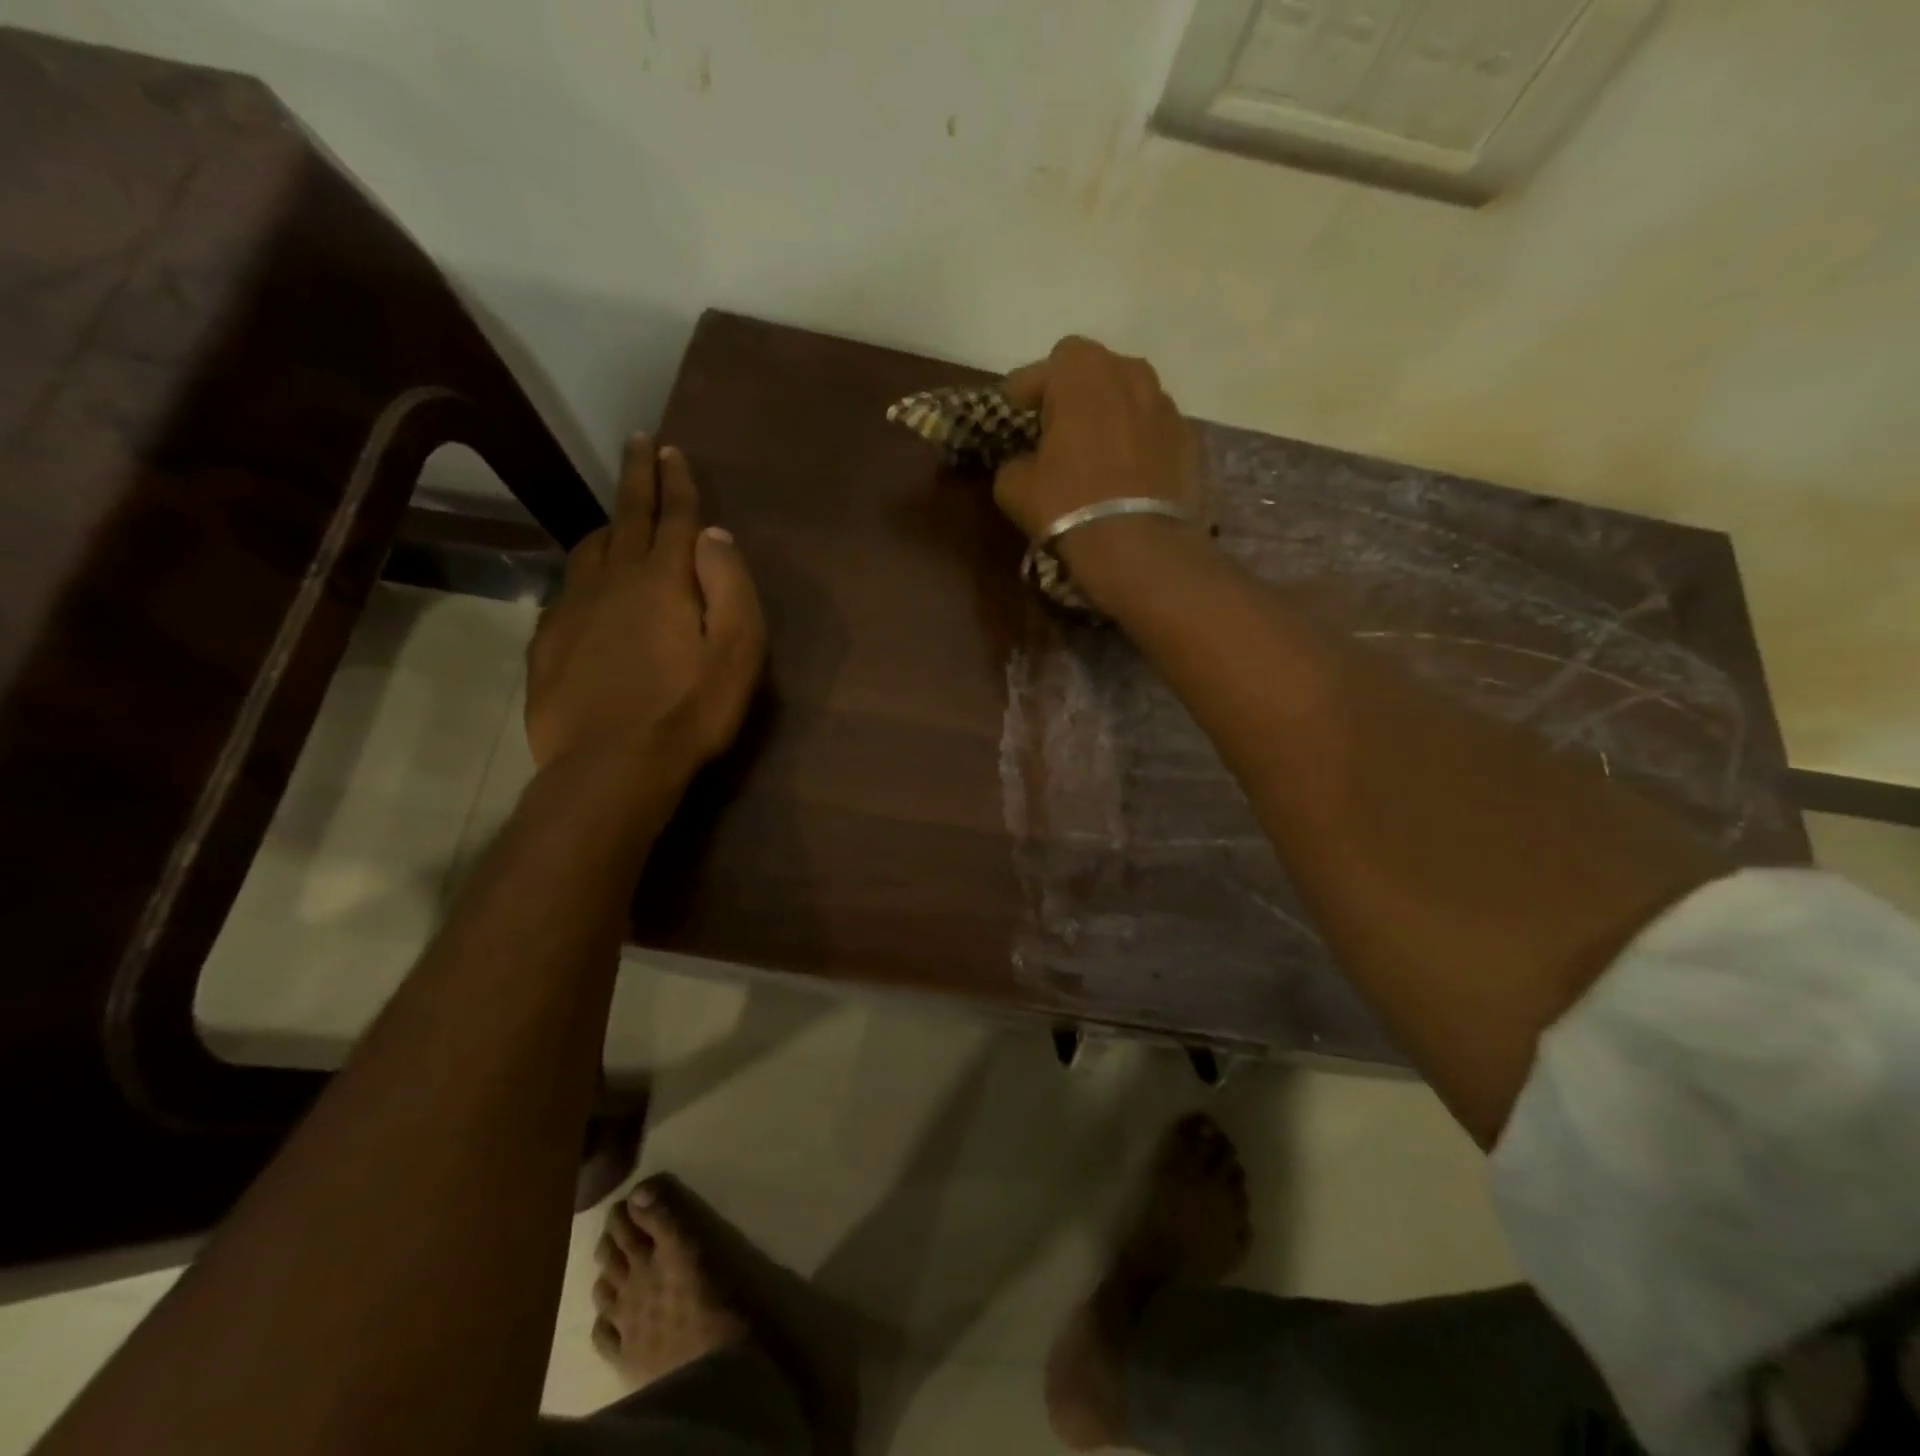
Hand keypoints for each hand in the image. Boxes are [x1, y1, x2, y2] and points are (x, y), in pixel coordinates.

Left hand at [526, 436, 765, 800]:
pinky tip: (589, 586)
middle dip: (636, 476)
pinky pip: (567, 588)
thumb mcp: (738, 652)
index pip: (673, 515)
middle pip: (626, 515)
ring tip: (618, 515)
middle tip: (638, 442)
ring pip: (591, 548)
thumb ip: (730, 587)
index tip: (671, 449)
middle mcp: (614, 579)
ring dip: (609, 523)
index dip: (675, 480)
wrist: (612, 765)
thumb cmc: (689, 710)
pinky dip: (584, 572)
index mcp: (664, 578)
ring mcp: (574, 607)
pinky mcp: (549, 640)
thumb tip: (713, 536)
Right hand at [994, 336, 1203, 544]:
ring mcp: (1165, 404)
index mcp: (1082, 371)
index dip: (1025, 390)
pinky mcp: (1188, 438)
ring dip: (1109, 414)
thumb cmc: (1067, 505)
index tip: (1013, 413)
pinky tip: (1126, 473)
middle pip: (1093, 372)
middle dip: (1072, 394)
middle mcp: (1129, 372)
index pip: (1044, 367)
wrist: (1138, 546)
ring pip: (1128, 396)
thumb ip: (1013, 461)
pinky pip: (1152, 429)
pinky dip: (1137, 441)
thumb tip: (1024, 462)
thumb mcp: (1014, 487)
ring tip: (1095, 449)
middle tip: (1055, 429)